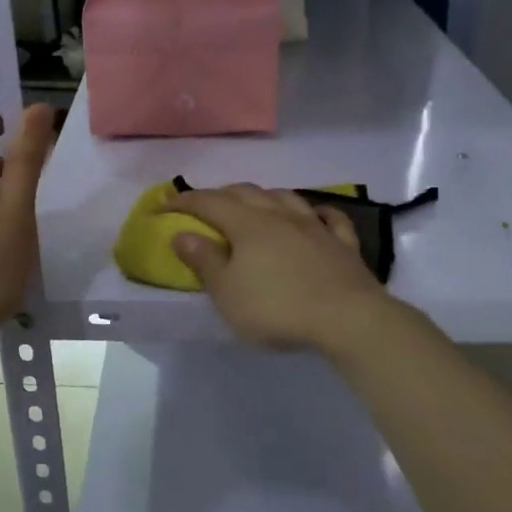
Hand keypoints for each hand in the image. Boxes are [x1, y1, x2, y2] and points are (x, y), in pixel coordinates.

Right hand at [165, 184, 393, 353]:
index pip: (209, 203)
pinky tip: (314, 215)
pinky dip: (316, 212)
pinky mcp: (343, 244)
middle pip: (246, 193)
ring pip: (286, 197)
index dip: (183, 202)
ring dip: (264, 197)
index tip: (163, 206)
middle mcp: (280, 216)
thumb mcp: (228, 293)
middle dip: (220, 194)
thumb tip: (182, 234)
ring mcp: (315, 226)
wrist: (348, 319)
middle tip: (204, 207)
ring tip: (254, 205)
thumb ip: (205, 262)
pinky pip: (329, 217)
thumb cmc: (277, 308)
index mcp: (248, 225)